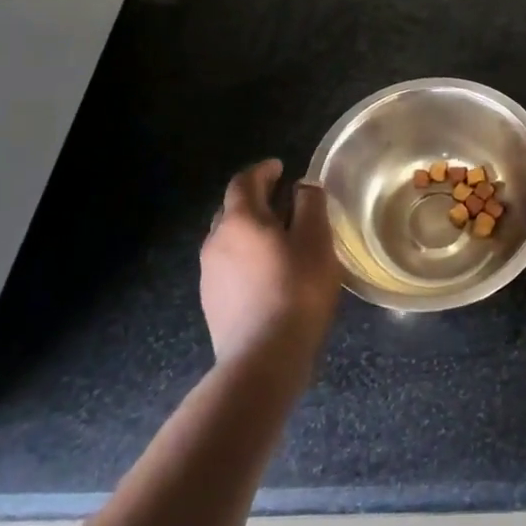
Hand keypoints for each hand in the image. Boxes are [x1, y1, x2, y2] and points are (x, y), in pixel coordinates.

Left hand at [201, 159, 340, 370]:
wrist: (262, 358)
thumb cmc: (296, 290)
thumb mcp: (316, 240)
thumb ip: (310, 205)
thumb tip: (302, 186)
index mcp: (240, 219)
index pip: (244, 181)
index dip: (263, 170)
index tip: (281, 167)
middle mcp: (216, 241)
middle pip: (232, 208)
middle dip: (256, 199)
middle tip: (284, 201)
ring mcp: (209, 274)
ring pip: (228, 238)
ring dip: (250, 230)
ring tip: (278, 238)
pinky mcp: (211, 301)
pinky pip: (228, 265)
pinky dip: (246, 256)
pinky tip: (267, 273)